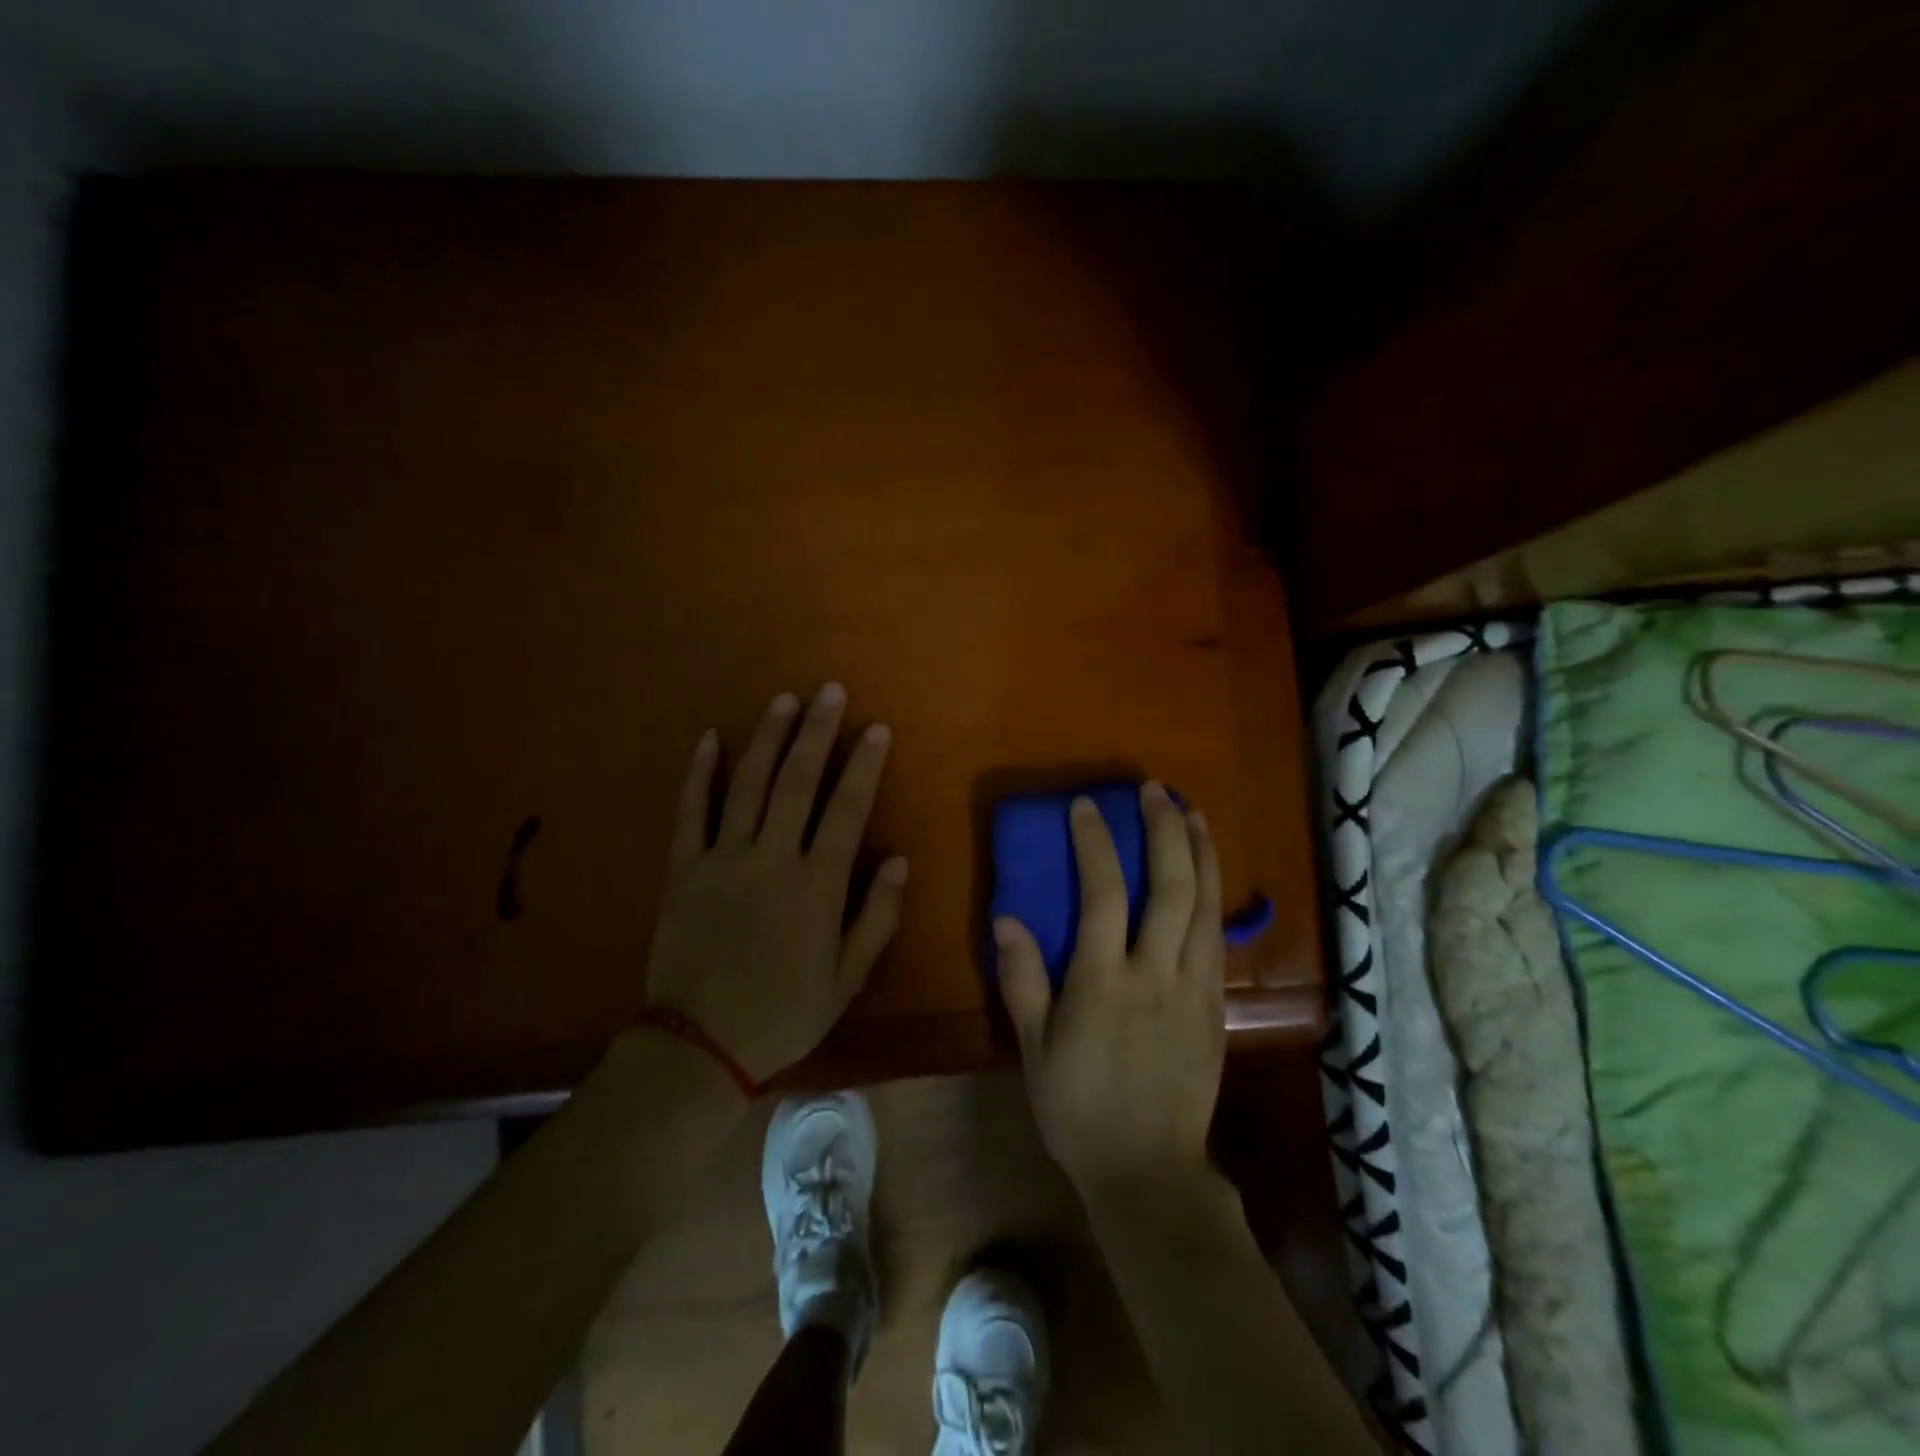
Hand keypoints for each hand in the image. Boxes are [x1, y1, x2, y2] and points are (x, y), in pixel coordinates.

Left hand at [643, 684, 907, 1083]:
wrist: (700, 1047)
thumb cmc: (783, 1013)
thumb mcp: (846, 979)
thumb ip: (877, 917)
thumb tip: (900, 860)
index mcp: (817, 886)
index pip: (847, 809)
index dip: (864, 765)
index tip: (876, 729)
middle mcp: (772, 859)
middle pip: (798, 782)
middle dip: (818, 732)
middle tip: (830, 691)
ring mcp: (723, 860)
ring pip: (748, 785)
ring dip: (768, 738)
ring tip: (785, 700)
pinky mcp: (683, 869)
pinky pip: (690, 812)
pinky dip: (699, 773)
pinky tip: (710, 737)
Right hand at [995, 783, 1225, 1199]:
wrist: (1149, 1170)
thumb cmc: (1079, 1109)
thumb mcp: (1034, 1050)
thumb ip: (1023, 981)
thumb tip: (1008, 919)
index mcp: (1104, 982)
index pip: (1103, 894)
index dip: (1096, 843)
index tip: (1086, 805)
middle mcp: (1155, 973)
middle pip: (1170, 887)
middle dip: (1163, 831)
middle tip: (1154, 791)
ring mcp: (1194, 988)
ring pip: (1206, 906)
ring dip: (1201, 852)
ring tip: (1191, 812)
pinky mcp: (1214, 1004)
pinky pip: (1218, 936)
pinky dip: (1216, 894)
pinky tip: (1209, 874)